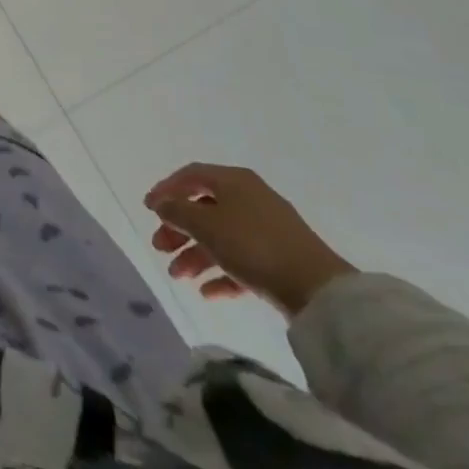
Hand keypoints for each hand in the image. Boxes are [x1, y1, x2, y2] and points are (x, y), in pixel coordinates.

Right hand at [145, 163, 355, 317]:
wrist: (320, 292)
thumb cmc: (254, 246)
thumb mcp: (205, 225)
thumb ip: (177, 211)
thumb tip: (161, 203)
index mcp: (234, 181)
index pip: (190, 176)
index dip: (166, 189)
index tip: (149, 209)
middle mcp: (250, 199)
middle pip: (203, 209)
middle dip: (178, 229)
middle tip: (160, 248)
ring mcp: (267, 231)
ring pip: (220, 237)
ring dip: (195, 255)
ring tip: (179, 277)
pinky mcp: (280, 261)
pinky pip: (241, 262)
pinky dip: (221, 274)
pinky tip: (207, 293)